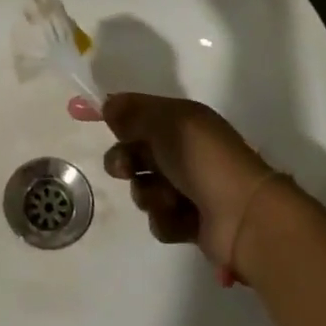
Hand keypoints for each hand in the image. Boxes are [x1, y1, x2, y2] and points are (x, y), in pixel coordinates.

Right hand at [70, 91, 278, 280]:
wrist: (245, 216)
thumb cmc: (205, 160)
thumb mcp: (168, 124)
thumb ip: (134, 113)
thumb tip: (108, 104)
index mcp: (182, 121)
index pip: (138, 111)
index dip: (113, 113)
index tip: (80, 113)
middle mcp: (183, 151)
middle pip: (134, 152)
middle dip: (126, 160)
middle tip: (128, 168)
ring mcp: (187, 187)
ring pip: (143, 188)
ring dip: (150, 193)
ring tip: (171, 198)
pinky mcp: (188, 222)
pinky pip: (159, 218)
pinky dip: (167, 218)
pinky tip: (184, 218)